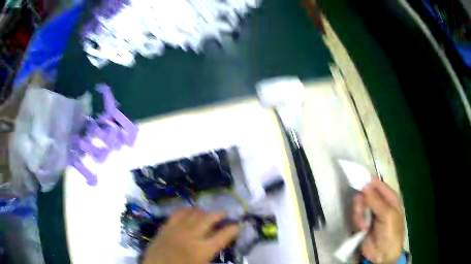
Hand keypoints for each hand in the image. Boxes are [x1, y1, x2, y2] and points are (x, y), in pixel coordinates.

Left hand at [142, 208, 239, 263]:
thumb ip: (212, 253)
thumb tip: (220, 243)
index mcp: (203, 249)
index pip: (224, 235)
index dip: (233, 228)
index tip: (238, 225)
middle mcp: (192, 235)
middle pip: (209, 218)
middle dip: (220, 214)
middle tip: (224, 215)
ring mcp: (178, 229)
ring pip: (195, 213)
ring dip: (204, 212)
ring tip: (208, 214)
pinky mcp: (166, 226)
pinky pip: (178, 212)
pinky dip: (187, 210)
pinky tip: (190, 212)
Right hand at [352, 177, 404, 263]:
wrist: (383, 254)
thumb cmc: (391, 232)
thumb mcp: (387, 215)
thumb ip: (376, 201)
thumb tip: (365, 185)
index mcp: (389, 198)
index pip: (378, 185)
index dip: (369, 182)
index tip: (358, 182)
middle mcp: (379, 203)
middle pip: (366, 194)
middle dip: (362, 202)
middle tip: (360, 210)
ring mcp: (370, 213)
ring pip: (360, 205)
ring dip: (359, 213)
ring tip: (362, 224)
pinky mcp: (362, 222)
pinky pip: (356, 216)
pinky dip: (357, 221)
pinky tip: (361, 228)